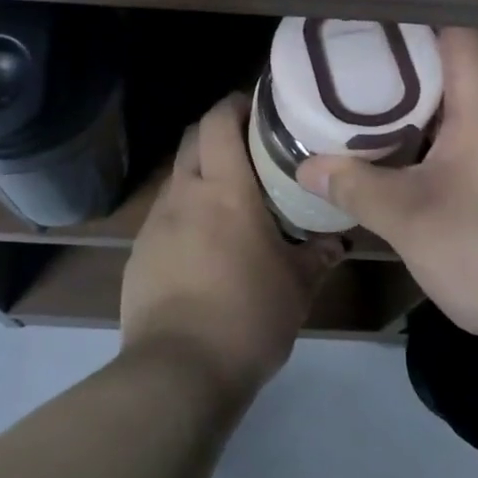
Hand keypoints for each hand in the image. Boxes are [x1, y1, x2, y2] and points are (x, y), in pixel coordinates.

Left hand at [121, 94, 345, 404]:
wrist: (178, 372)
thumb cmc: (247, 318)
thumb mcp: (296, 288)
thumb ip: (318, 255)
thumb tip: (338, 240)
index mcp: (224, 189)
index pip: (219, 121)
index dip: (235, 105)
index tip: (258, 108)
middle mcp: (185, 194)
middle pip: (192, 138)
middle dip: (217, 132)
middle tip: (249, 148)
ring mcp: (156, 223)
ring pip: (177, 177)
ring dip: (200, 174)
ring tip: (229, 199)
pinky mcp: (139, 253)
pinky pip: (164, 215)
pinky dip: (184, 213)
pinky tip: (203, 245)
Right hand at [297, 28, 477, 349]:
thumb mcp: (408, 218)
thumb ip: (354, 186)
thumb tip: (305, 167)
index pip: (454, 29)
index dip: (409, 18)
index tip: (363, 21)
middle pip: (453, 61)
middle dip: (401, 58)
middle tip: (347, 59)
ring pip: (460, 100)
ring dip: (416, 98)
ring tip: (362, 96)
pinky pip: (468, 132)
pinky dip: (432, 130)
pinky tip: (399, 149)